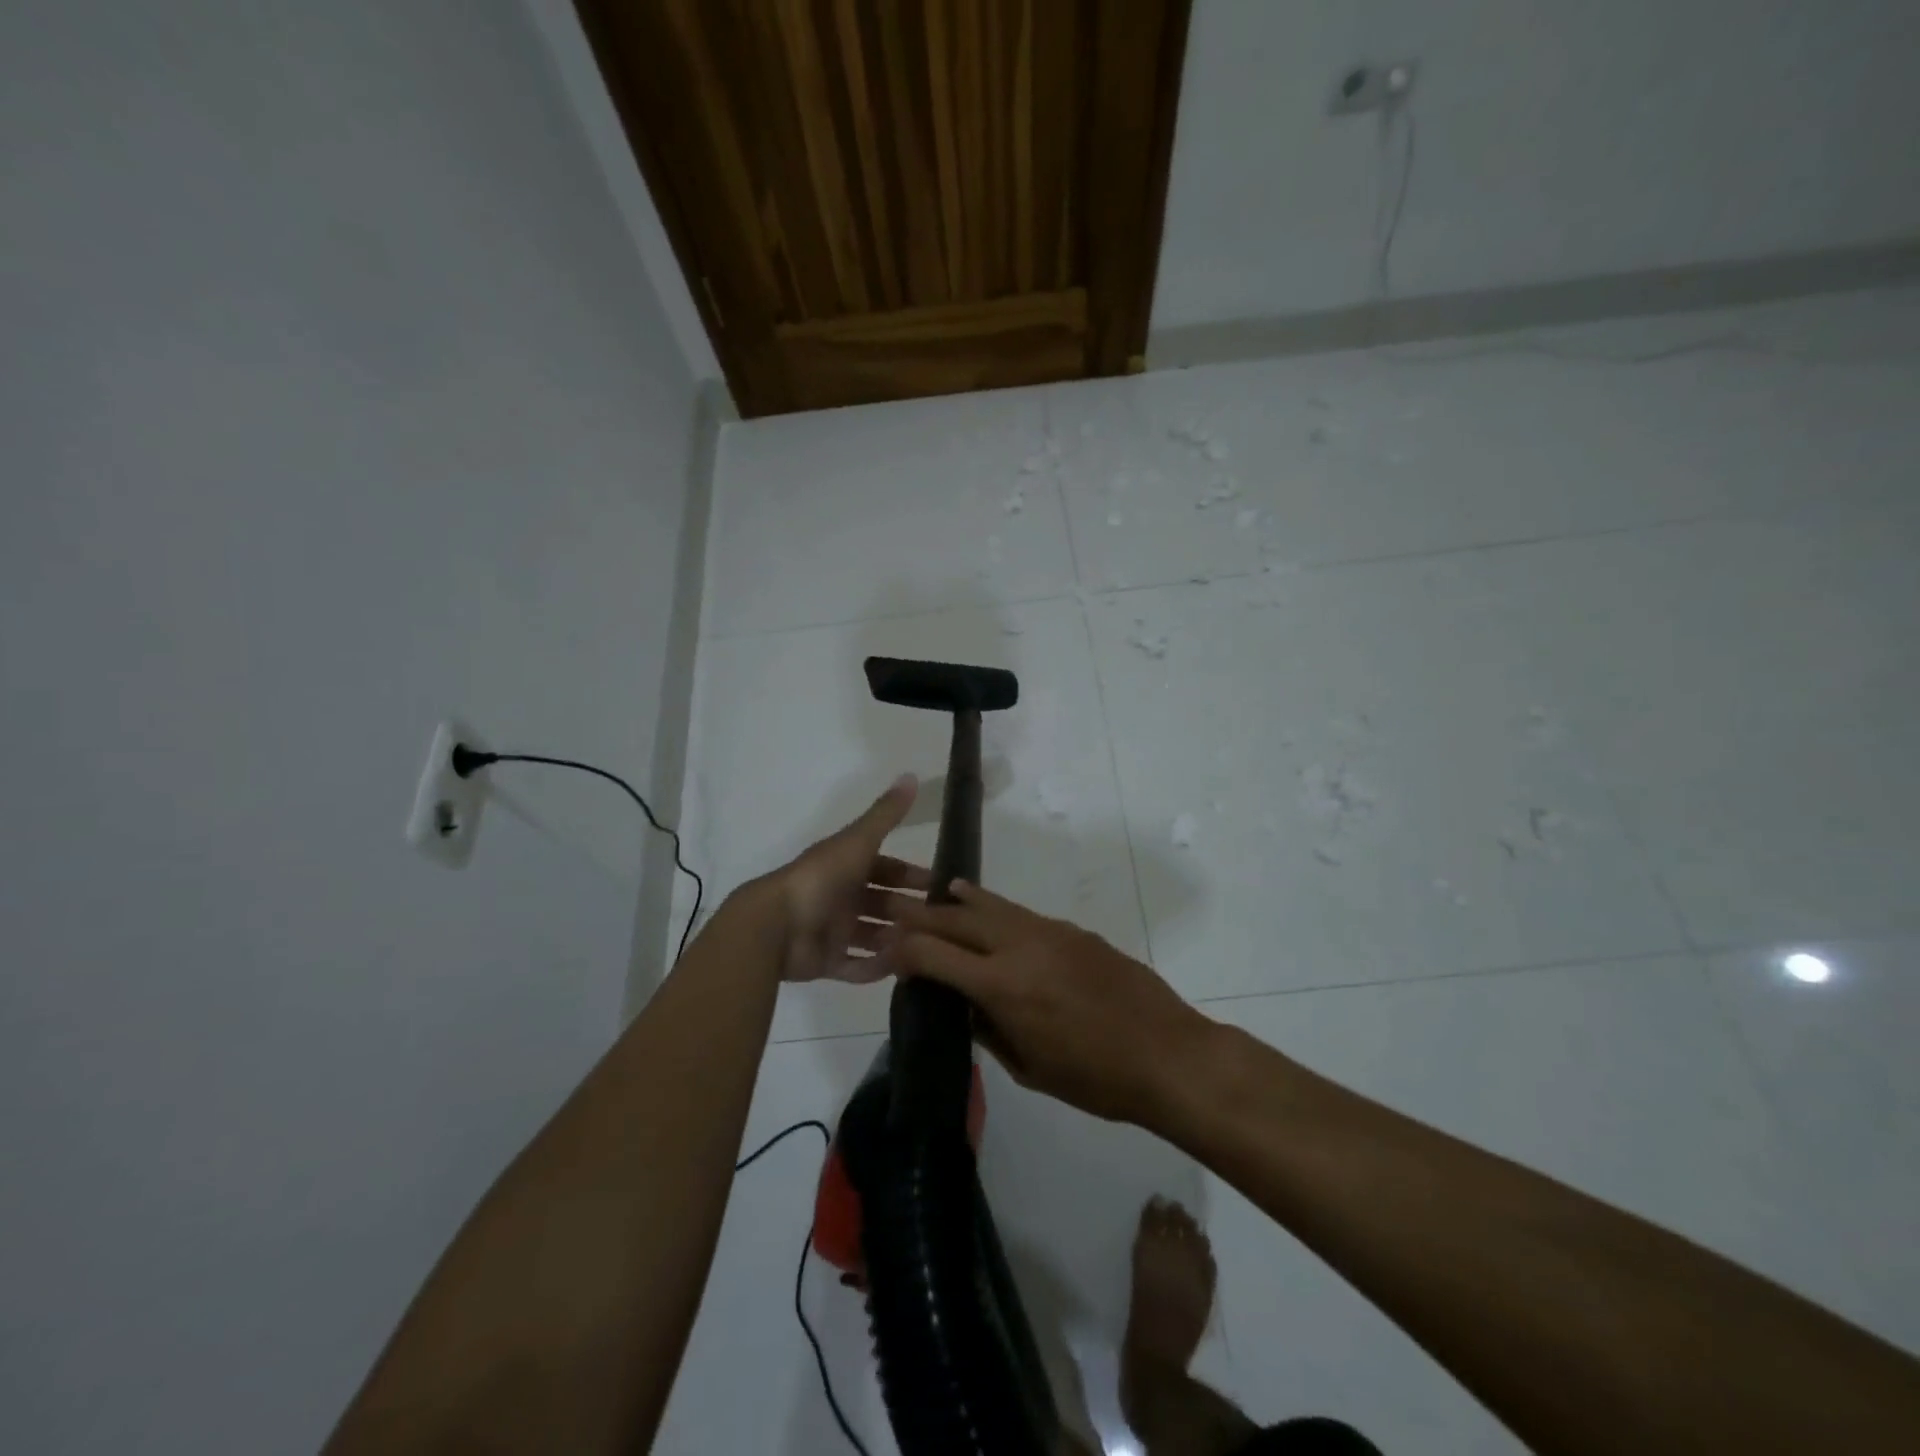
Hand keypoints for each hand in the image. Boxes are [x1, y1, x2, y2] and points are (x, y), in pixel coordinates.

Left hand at [756, 774, 927, 982]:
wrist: (776, 925)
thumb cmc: (821, 878)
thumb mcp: (858, 841)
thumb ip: (886, 814)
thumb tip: (912, 775)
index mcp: (846, 866)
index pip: (887, 869)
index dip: (912, 875)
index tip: (940, 886)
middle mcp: (841, 896)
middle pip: (882, 903)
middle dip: (909, 910)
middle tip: (942, 923)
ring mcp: (832, 930)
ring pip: (872, 935)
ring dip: (896, 939)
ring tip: (927, 947)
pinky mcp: (825, 961)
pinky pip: (856, 966)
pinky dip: (876, 968)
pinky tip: (901, 968)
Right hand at [884, 881, 1218, 1126]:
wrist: (1167, 1052)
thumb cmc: (1096, 1078)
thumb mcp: (1030, 1069)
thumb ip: (989, 1030)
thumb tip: (964, 1005)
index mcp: (1002, 986)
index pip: (934, 955)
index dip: (902, 950)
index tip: (883, 949)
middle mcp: (1019, 947)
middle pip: (955, 919)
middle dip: (919, 915)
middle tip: (892, 909)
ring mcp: (1048, 932)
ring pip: (990, 905)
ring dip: (957, 901)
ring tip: (936, 893)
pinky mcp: (1072, 930)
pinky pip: (1021, 913)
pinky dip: (994, 907)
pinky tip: (986, 908)